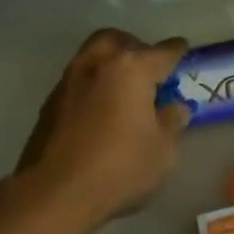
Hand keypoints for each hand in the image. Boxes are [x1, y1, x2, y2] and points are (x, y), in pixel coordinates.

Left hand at [17, 29, 190, 222]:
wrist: (53, 193)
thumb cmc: (119, 167)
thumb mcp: (163, 150)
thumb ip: (172, 121)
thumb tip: (175, 106)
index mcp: (132, 68)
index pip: (162, 52)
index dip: (176, 50)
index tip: (182, 49)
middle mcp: (98, 63)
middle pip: (119, 40)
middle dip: (135, 47)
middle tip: (147, 69)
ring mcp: (70, 80)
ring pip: (94, 55)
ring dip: (110, 63)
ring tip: (123, 89)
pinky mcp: (50, 101)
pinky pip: (78, 80)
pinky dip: (93, 85)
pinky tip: (99, 109)